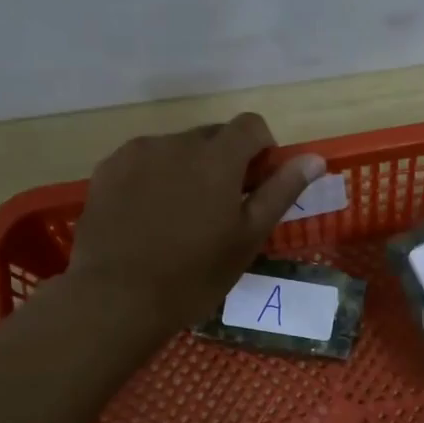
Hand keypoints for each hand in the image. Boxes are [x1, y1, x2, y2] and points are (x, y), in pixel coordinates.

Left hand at [66, 113, 322, 334]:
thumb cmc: (194, 275)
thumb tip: (315, 159)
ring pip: (176, 148)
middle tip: (221, 209)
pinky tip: (149, 217)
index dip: (262, 149)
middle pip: (213, 135)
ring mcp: (137, 153)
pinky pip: (143, 160)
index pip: (251, 125)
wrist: (117, 297)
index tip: (257, 184)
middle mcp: (176, 142)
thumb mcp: (248, 238)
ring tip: (180, 216)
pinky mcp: (108, 169)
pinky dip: (155, 177)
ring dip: (188, 169)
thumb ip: (281, 191)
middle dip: (225, 161)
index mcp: (217, 157)